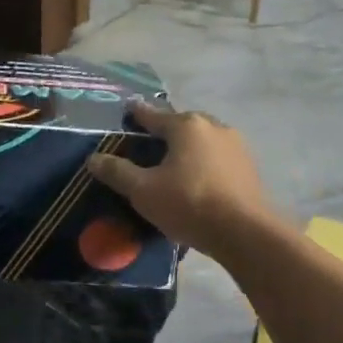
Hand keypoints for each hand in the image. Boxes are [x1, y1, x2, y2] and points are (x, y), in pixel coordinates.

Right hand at [87, 100, 274, 257]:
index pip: (153, 115)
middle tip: (150, 144)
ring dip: (188, 148)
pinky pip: (218, 158)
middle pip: (182, 124)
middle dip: (166, 131)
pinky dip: (205, 163)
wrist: (244, 232)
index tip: (128, 110)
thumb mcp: (143, 191)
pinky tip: (198, 179)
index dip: (137, 114)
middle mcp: (213, 127)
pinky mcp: (249, 167)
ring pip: (203, 140)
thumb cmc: (188, 204)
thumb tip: (93, 159)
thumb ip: (117, 172)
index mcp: (186, 126)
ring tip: (174, 164)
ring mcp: (236, 146)